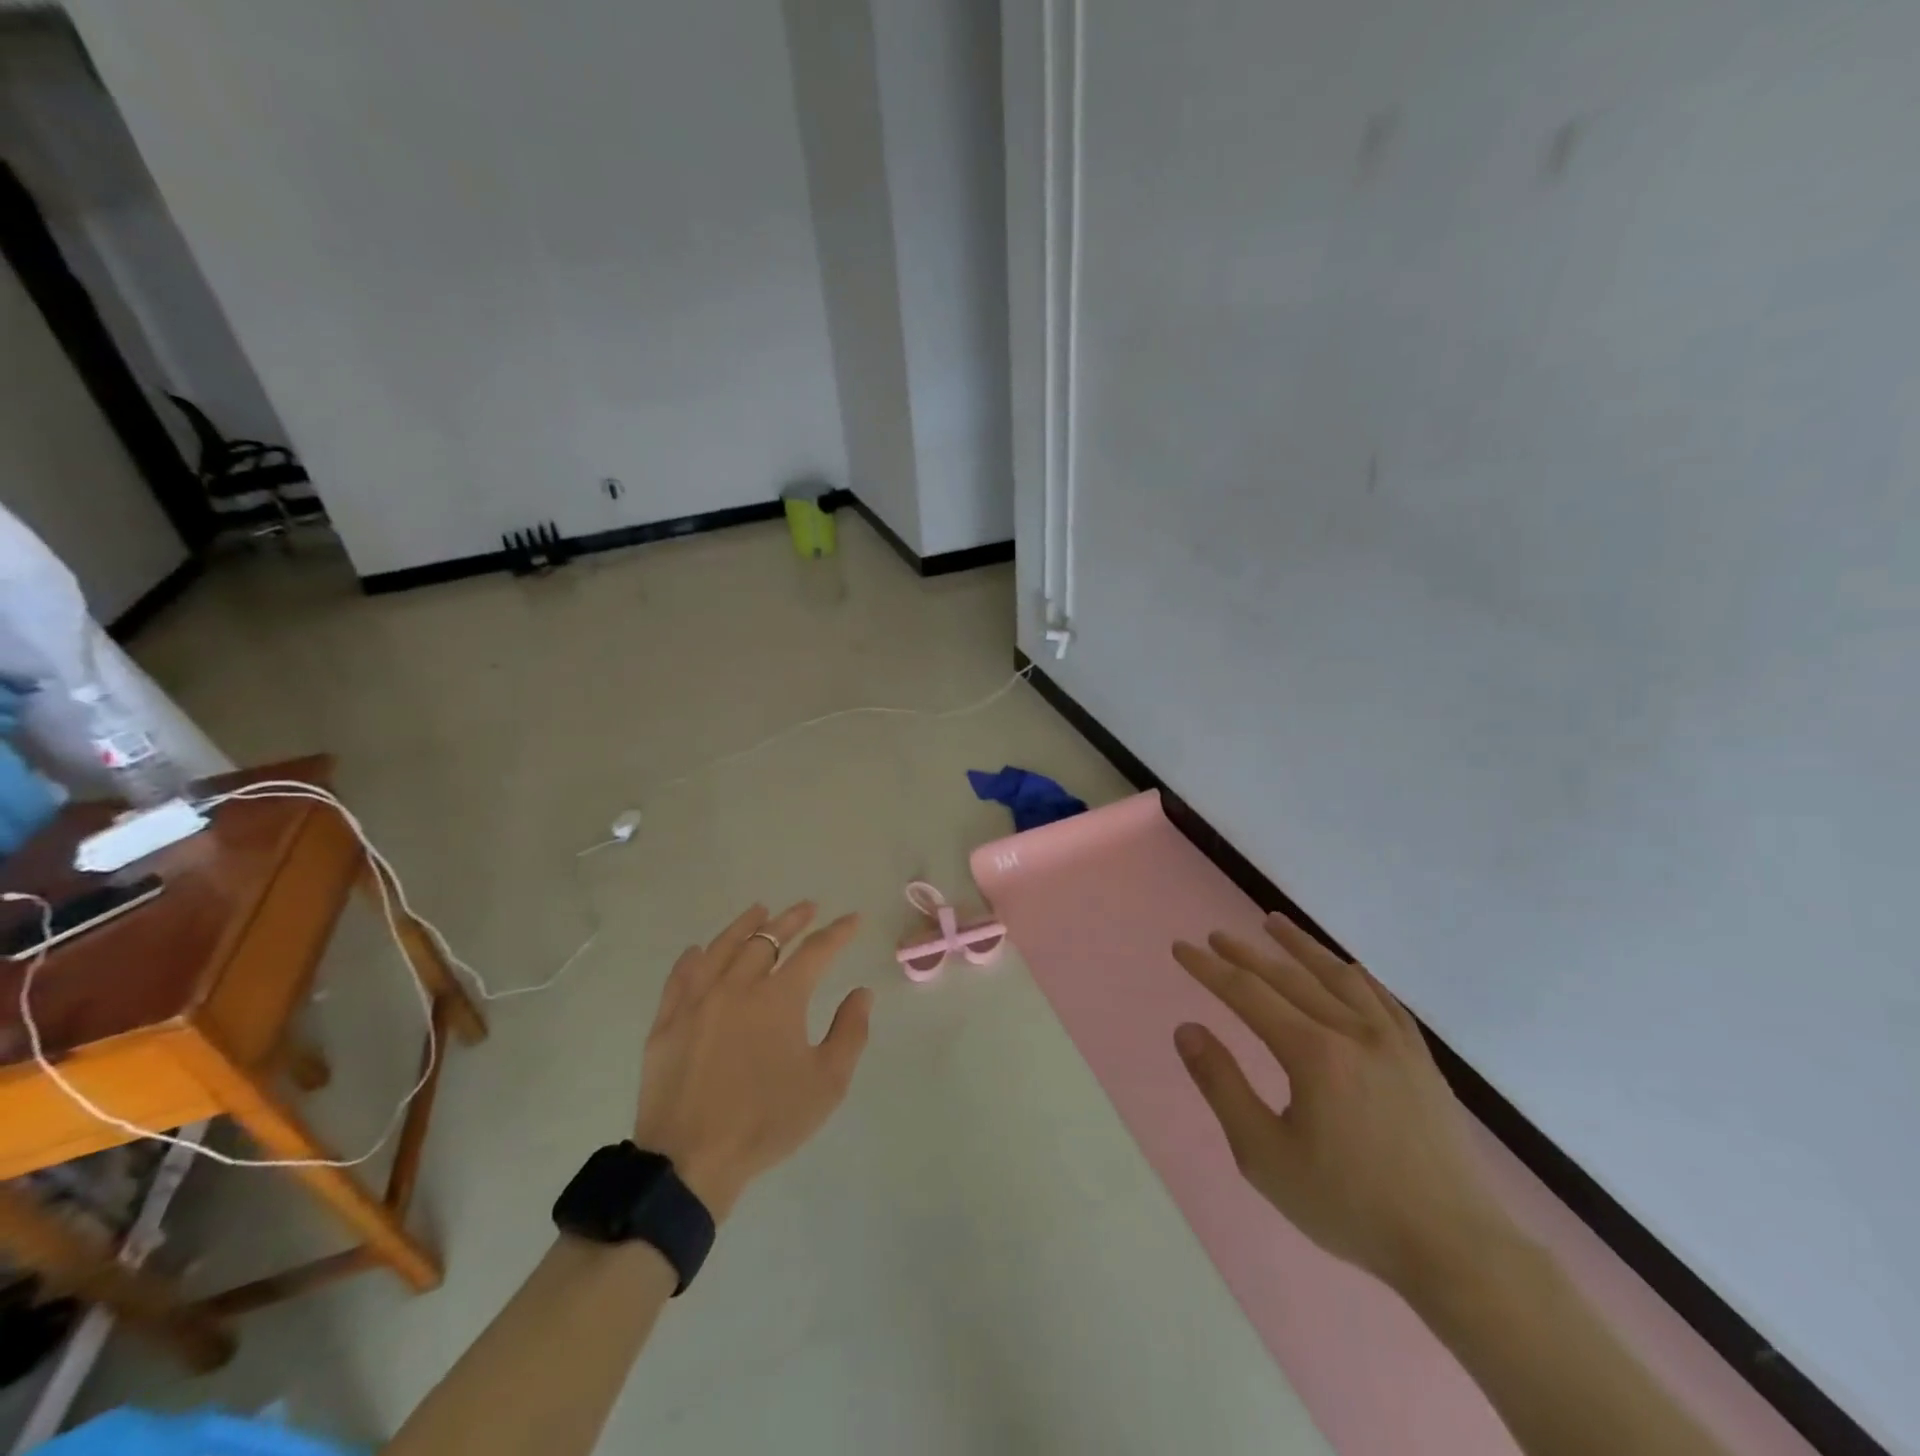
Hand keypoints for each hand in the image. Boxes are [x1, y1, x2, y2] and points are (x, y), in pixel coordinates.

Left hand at [633, 902, 871, 1220]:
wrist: (690, 1161)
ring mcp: (697, 1001)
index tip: (852, 919)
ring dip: (745, 925)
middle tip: (808, 908)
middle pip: (767, 939)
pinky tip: (699, 950)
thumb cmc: (766, 1121)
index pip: (816, 951)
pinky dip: (694, 958)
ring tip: (759, 910)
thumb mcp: (827, 1084)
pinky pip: (680, 977)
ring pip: (723, 948)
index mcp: (779, 998)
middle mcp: (738, 986)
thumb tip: (861, 993)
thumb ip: (850, 1032)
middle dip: (792, 920)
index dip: (838, 932)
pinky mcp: (667, 1022)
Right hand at [1171, 913, 1518, 1294]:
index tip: (1181, 948)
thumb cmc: (1350, 1206)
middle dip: (1246, 954)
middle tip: (1216, 936)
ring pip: (1338, 976)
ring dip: (1301, 946)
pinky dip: (1354, 975)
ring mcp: (1393, 1042)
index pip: (1247, 993)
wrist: (1455, 1249)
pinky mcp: (1421, 1060)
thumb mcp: (1265, 1156)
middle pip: (1288, 977)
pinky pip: (1382, 999)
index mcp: (1313, 1053)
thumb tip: (1187, 1030)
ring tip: (1274, 923)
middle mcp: (1353, 1032)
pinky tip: (1344, 969)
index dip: (1209, 968)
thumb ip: (1222, 1086)